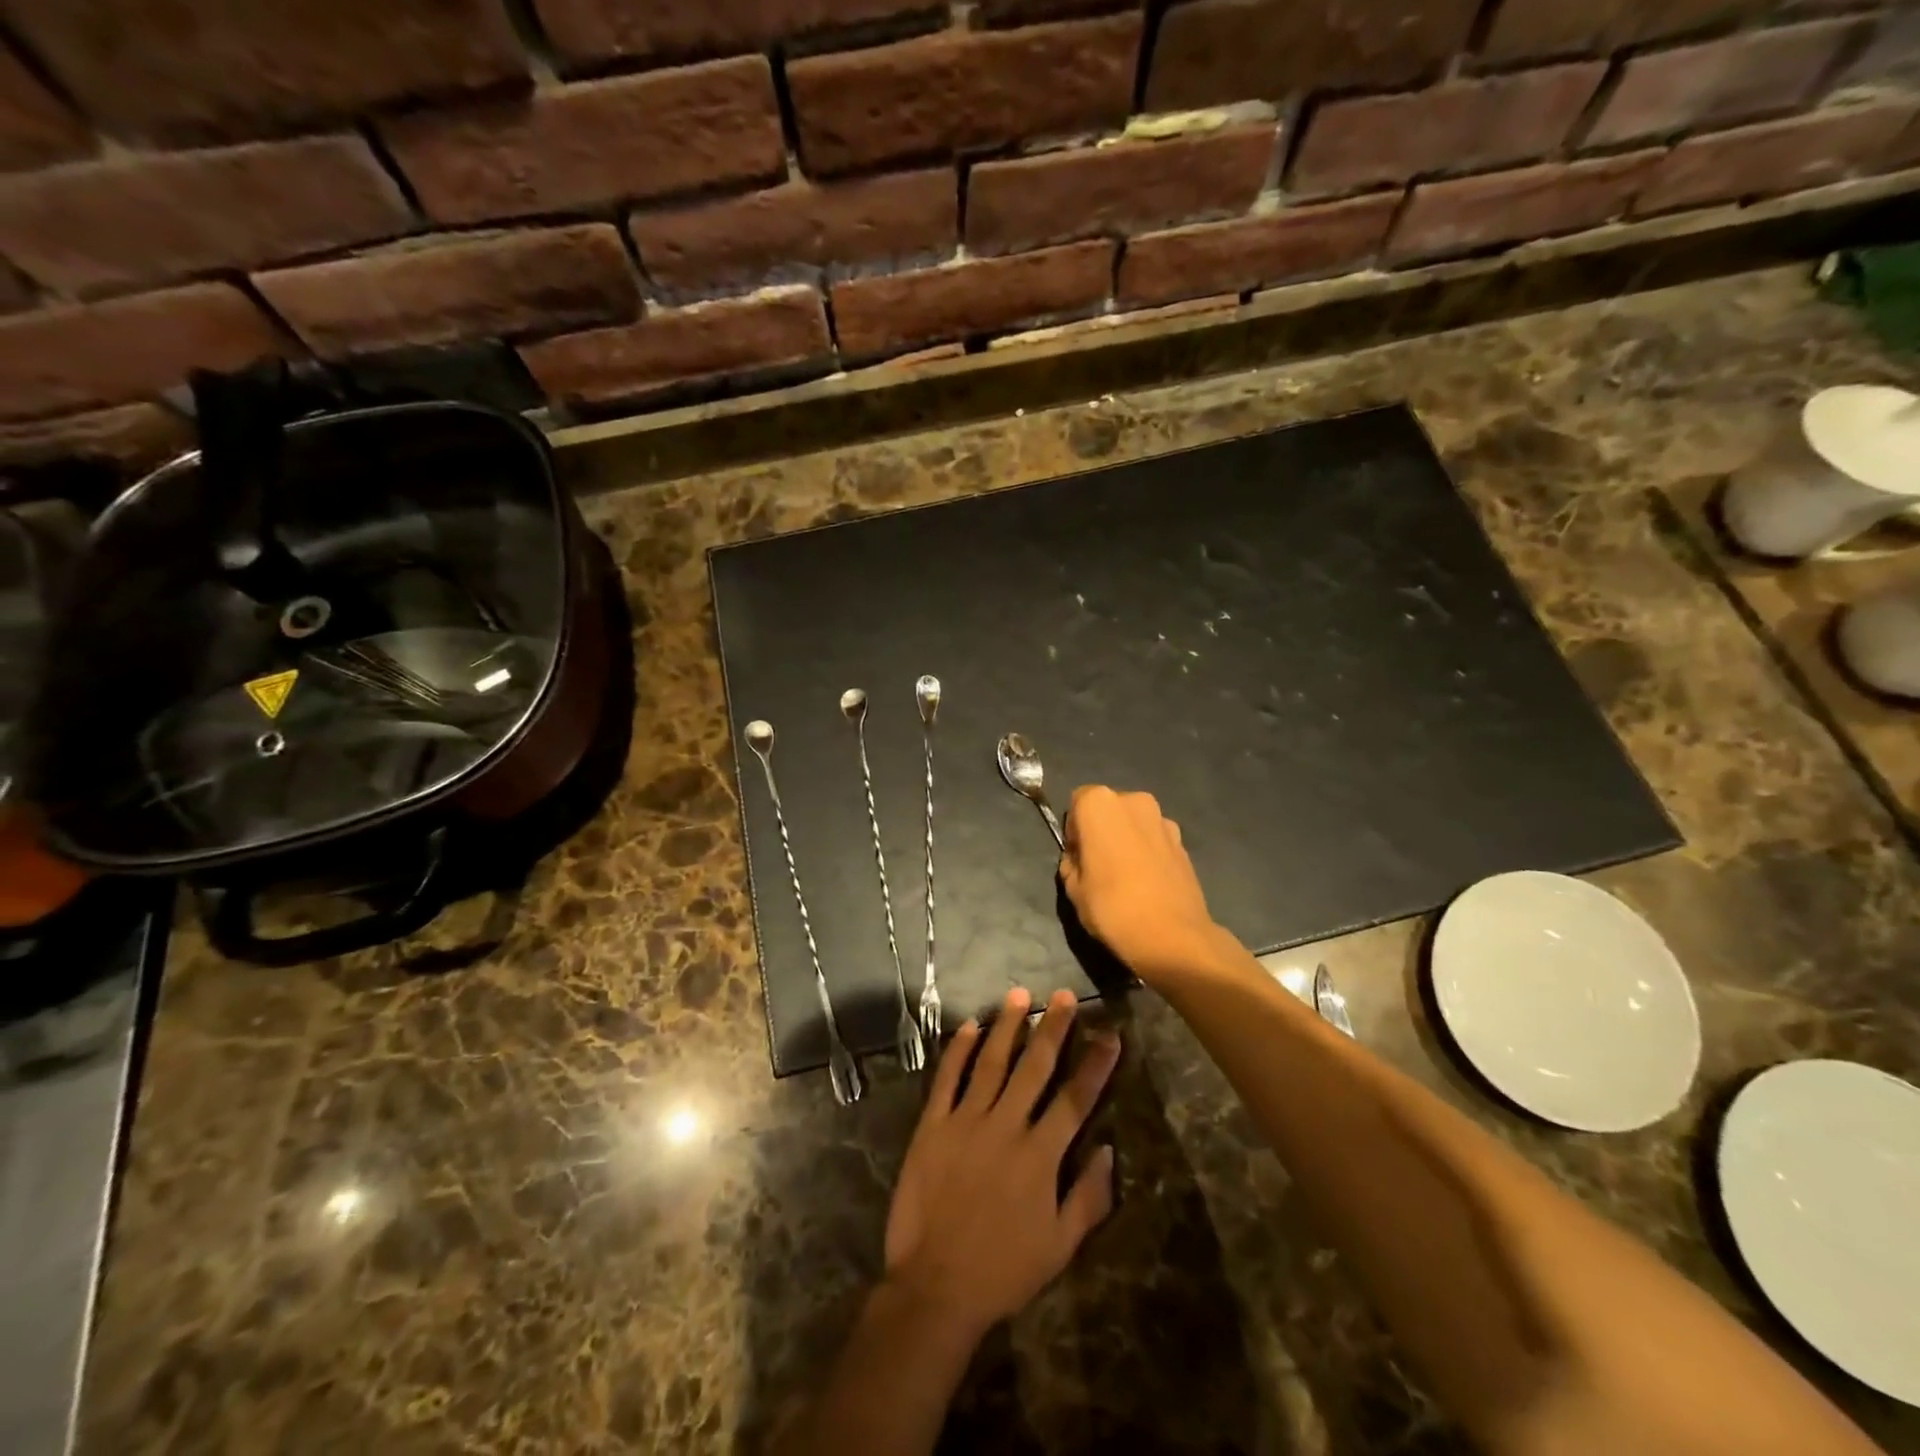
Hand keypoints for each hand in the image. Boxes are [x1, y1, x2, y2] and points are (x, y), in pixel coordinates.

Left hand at [883, 988, 1119, 1341]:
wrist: (935, 1286)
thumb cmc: (1003, 1270)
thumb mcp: (1059, 1247)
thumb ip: (1088, 1197)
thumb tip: (1110, 1150)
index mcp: (1040, 1156)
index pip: (1075, 1099)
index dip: (1095, 1064)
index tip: (1110, 1033)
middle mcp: (1006, 1127)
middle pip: (1034, 1068)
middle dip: (1053, 1029)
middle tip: (1063, 995)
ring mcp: (965, 1121)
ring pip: (990, 1062)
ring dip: (1007, 1026)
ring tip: (1020, 995)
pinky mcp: (932, 1125)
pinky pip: (947, 1078)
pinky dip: (958, 1049)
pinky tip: (968, 1025)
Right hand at [1058, 785, 1224, 983]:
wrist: (1173, 937)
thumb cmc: (1112, 907)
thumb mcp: (1073, 889)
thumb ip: (1071, 863)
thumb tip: (1079, 859)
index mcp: (1100, 804)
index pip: (1077, 802)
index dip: (1074, 830)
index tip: (1077, 857)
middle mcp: (1134, 801)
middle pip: (1109, 809)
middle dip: (1102, 830)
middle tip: (1098, 866)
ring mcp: (1164, 820)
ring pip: (1134, 823)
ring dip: (1127, 840)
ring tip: (1126, 878)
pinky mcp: (1184, 842)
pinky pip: (1155, 840)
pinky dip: (1148, 853)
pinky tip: (1147, 884)